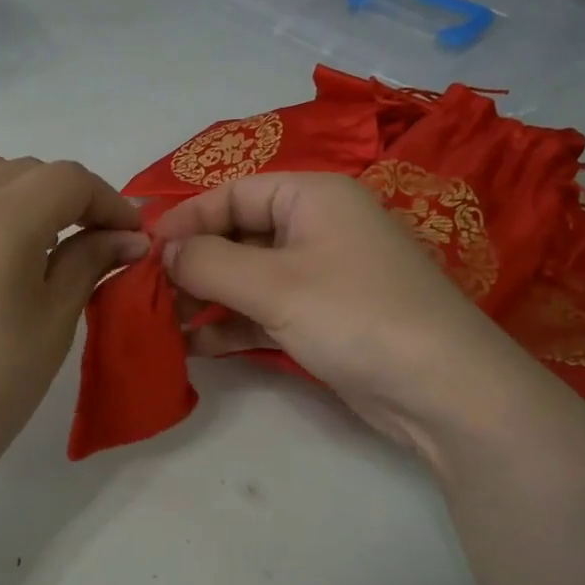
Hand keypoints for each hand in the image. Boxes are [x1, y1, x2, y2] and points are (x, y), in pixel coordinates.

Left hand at [0, 140, 146, 510]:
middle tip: (80, 239)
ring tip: (16, 230)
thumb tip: (128, 236)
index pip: (67, 181)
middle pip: (21, 169)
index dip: (107, 200)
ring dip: (5, 183)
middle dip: (62, 197)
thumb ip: (88, 263)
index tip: (126, 232)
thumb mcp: (52, 325)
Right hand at [153, 173, 534, 452]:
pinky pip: (263, 311)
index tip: (143, 253)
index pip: (232, 193)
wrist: (442, 390)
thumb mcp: (274, 284)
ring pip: (247, 277)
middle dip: (192, 264)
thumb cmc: (355, 315)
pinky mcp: (322, 319)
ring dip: (205, 298)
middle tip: (147, 295)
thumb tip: (164, 251)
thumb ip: (209, 262)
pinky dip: (231, 325)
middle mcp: (315, 228)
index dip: (185, 220)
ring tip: (162, 324)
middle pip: (237, 235)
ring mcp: (320, 276)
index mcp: (312, 196)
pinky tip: (194, 346)